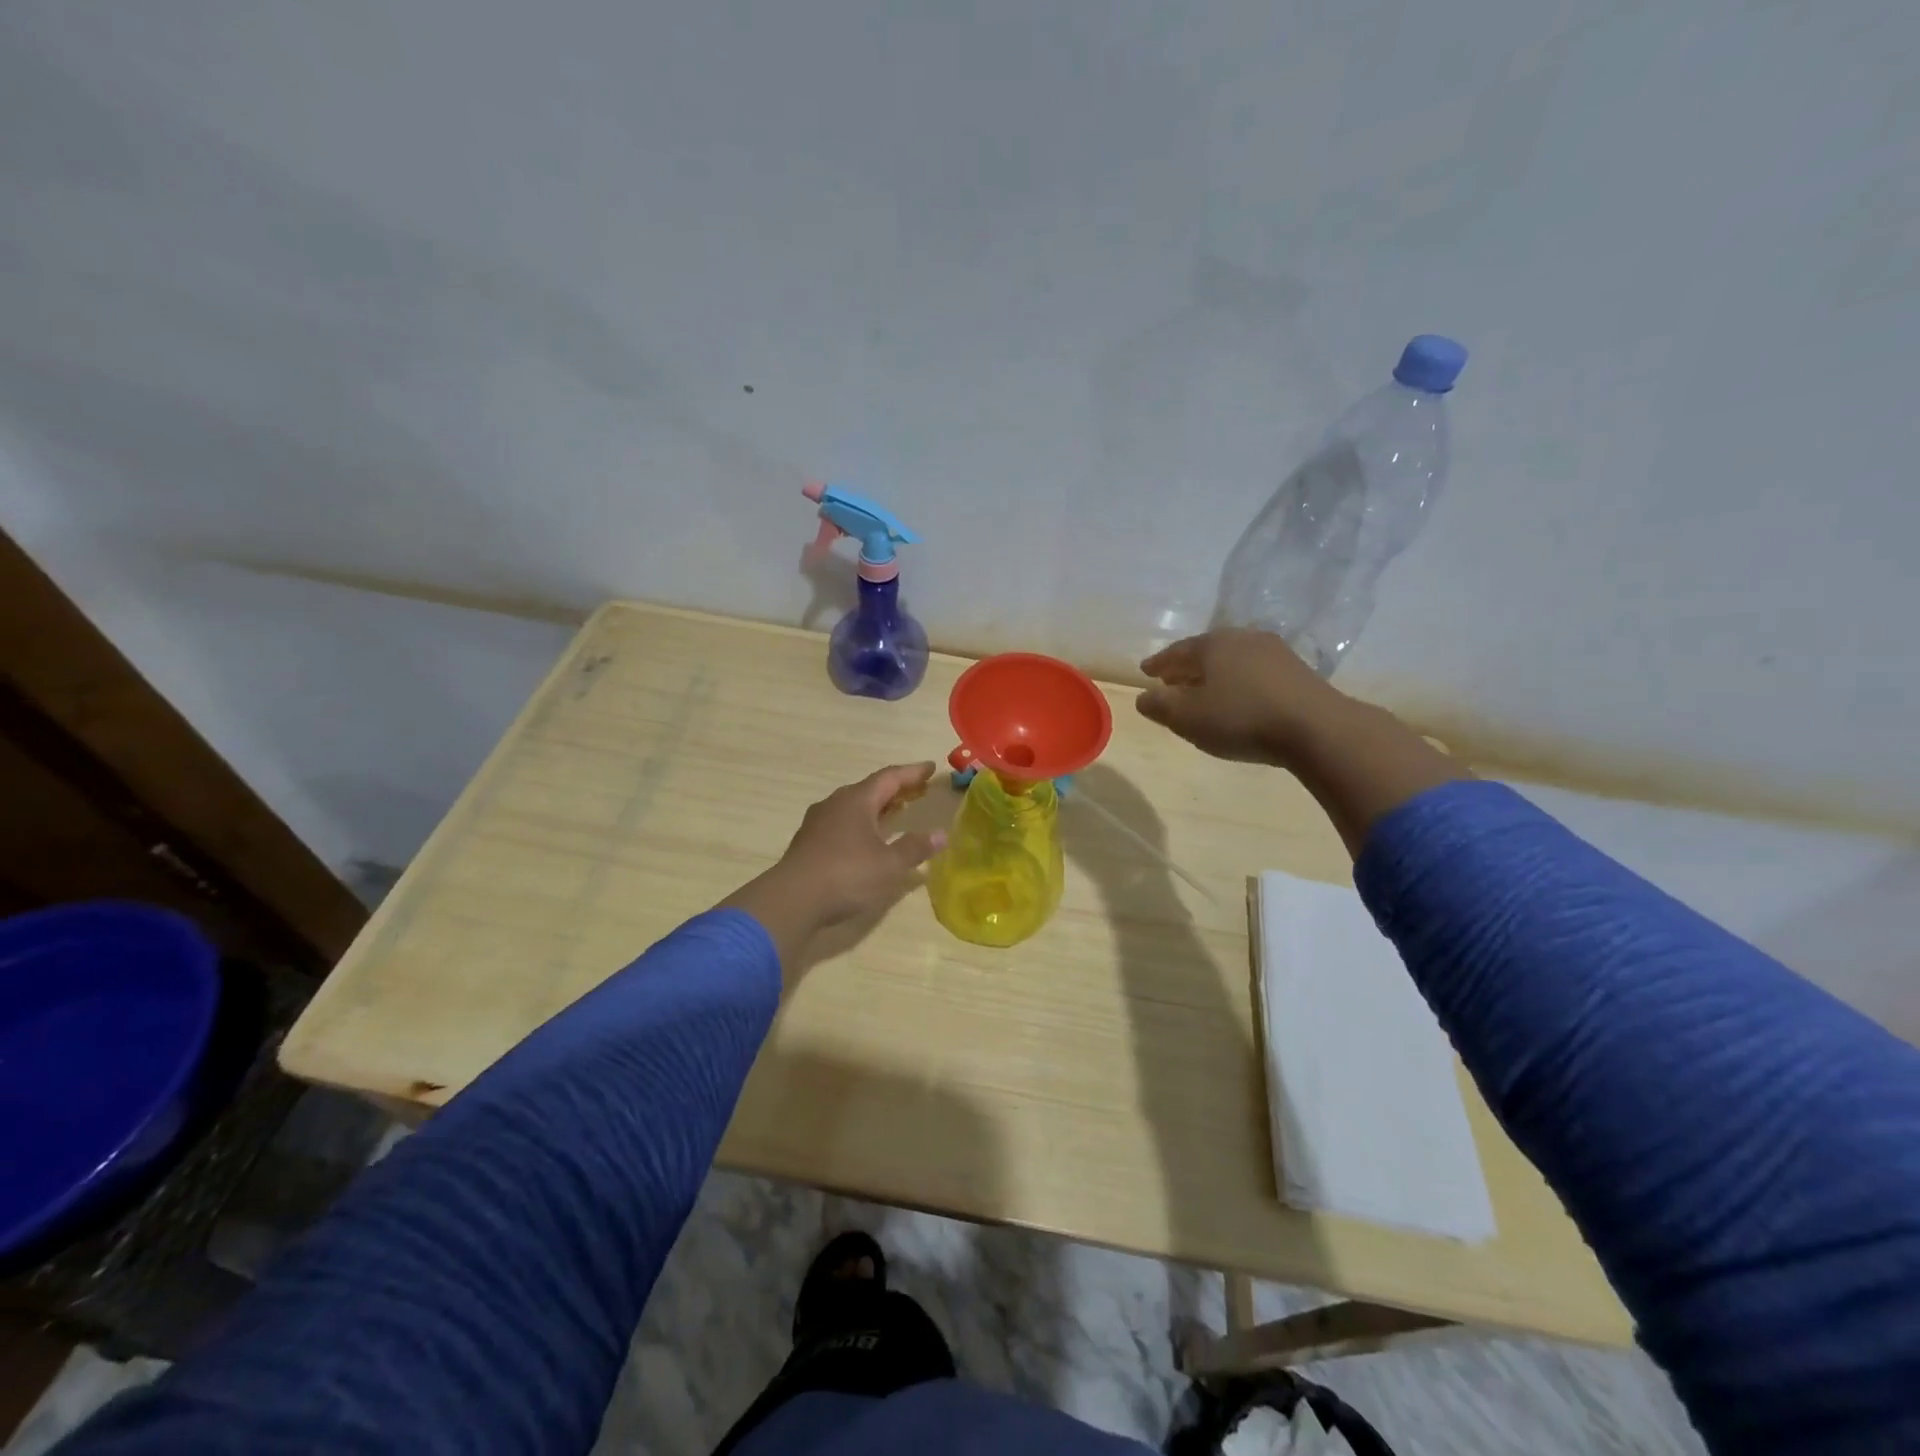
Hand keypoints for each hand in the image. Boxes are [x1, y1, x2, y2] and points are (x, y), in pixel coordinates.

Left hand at [720, 763, 945, 979]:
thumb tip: (941, 834)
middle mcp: (836, 803)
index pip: (890, 777)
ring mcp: (819, 822)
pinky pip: (843, 822)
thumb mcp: (889, 865)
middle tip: (918, 790)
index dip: (912, 772)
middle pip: (871, 788)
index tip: (930, 767)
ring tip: (896, 811)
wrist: (792, 900)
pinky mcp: (809, 841)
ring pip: (854, 805)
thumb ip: (915, 848)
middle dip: (896, 789)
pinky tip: (868, 838)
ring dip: (878, 806)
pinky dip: (862, 823)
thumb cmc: (846, 875)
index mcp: (857, 800)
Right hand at [1136, 629, 1345, 766]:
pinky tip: (1239, 698)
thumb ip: (1160, 706)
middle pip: (1206, 651)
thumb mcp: (1188, 717)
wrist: (1316, 728)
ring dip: (1215, 675)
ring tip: (1205, 692)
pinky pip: (1255, 672)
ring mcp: (1275, 652)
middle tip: (1172, 680)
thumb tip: (1144, 697)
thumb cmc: (1241, 718)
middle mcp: (1243, 638)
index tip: (1146, 671)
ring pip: (1233, 660)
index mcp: (1213, 644)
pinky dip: (1239, 682)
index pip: (1177, 651)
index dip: (1159, 663)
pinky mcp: (1298, 671)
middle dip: (1187, 667)